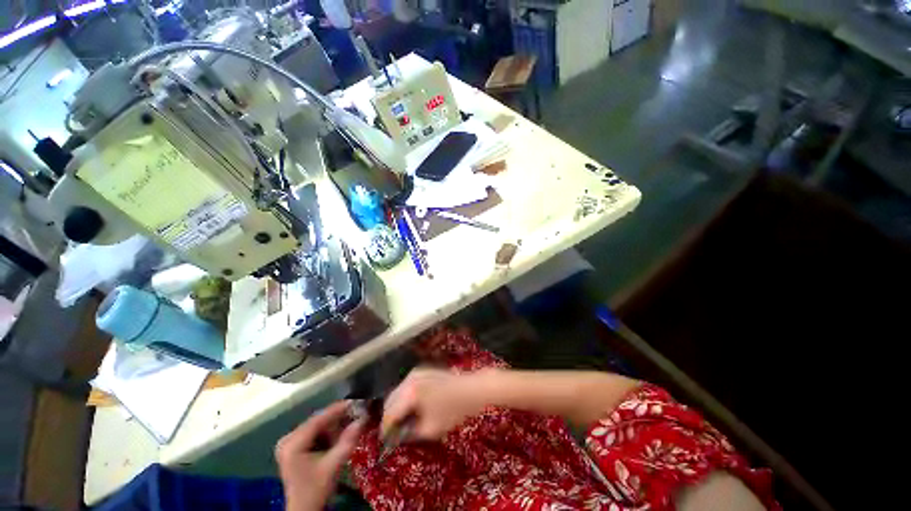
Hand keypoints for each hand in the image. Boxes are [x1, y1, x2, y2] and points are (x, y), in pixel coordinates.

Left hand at [276, 401, 364, 510]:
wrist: (304, 509)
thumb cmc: (316, 489)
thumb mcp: (333, 466)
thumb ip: (347, 441)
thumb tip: (364, 418)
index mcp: (293, 444)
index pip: (318, 420)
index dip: (338, 409)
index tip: (356, 401)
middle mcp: (288, 439)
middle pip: (318, 421)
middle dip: (337, 419)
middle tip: (357, 415)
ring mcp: (289, 442)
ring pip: (317, 425)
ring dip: (333, 426)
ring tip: (349, 427)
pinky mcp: (293, 446)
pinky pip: (314, 431)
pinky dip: (327, 432)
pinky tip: (337, 437)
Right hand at [382, 368, 492, 440]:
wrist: (469, 389)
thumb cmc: (452, 410)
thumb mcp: (430, 428)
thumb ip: (409, 433)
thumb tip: (397, 436)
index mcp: (409, 394)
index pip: (389, 414)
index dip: (385, 429)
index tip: (385, 441)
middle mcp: (408, 380)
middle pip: (390, 400)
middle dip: (389, 416)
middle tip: (393, 432)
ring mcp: (415, 373)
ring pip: (397, 392)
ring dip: (396, 406)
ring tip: (402, 420)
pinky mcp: (421, 371)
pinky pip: (406, 385)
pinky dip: (404, 397)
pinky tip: (411, 407)